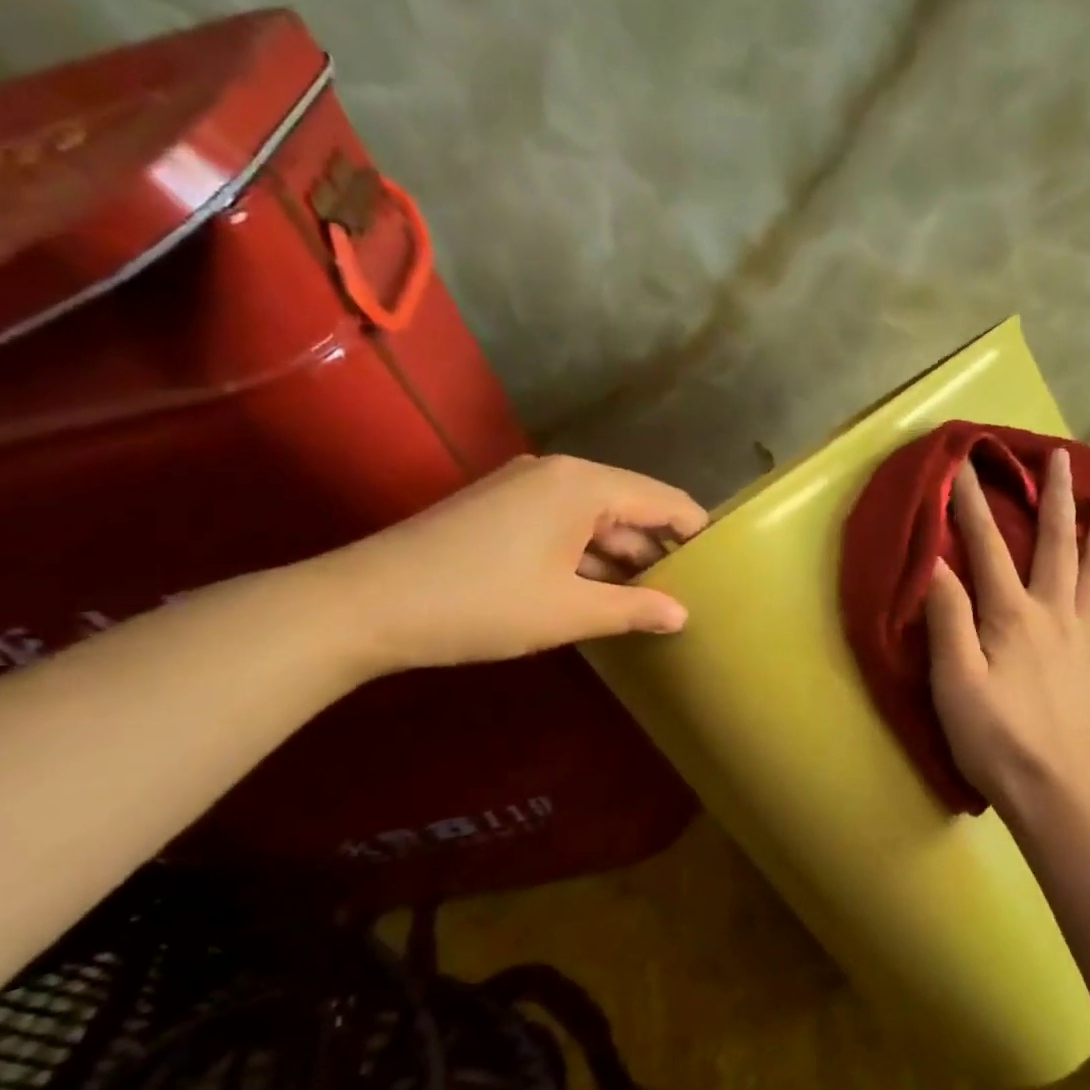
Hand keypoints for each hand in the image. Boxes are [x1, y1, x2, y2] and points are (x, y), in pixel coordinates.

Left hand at [311, 454, 706, 674]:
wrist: (367, 604)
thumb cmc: (482, 603)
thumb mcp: (569, 611)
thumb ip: (634, 609)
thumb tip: (682, 615)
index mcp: (583, 485)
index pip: (664, 500)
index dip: (696, 533)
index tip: (722, 567)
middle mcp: (558, 475)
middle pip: (630, 507)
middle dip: (658, 551)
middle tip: (689, 594)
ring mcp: (524, 490)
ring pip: (595, 520)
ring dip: (621, 559)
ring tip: (651, 603)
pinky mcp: (500, 511)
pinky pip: (563, 528)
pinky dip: (586, 558)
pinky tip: (599, 594)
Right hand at [925, 448, 1089, 812]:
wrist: (1047, 789)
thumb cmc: (991, 735)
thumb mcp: (953, 677)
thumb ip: (947, 617)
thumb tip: (938, 562)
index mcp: (1013, 615)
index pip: (988, 548)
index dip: (972, 506)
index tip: (964, 464)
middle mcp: (1053, 618)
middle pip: (1059, 549)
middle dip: (1058, 500)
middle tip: (1062, 458)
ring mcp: (1081, 646)